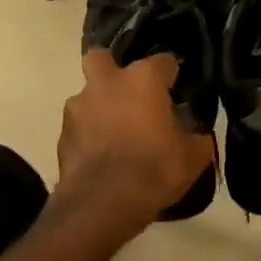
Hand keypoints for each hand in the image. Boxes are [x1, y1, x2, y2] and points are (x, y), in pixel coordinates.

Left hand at [58, 51, 214, 228]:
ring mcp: (79, 106)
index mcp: (143, 79)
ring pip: (87, 95)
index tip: (176, 90)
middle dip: (111, 70)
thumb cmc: (155, 168)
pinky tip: (100, 155)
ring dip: (98, 107)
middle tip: (127, 94)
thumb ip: (197, 138)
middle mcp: (108, 82)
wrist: (103, 202)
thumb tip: (198, 135)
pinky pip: (78, 126)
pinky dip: (87, 135)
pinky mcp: (62, 133)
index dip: (170, 75)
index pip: (163, 61)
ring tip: (113, 133)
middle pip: (102, 58)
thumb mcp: (193, 157)